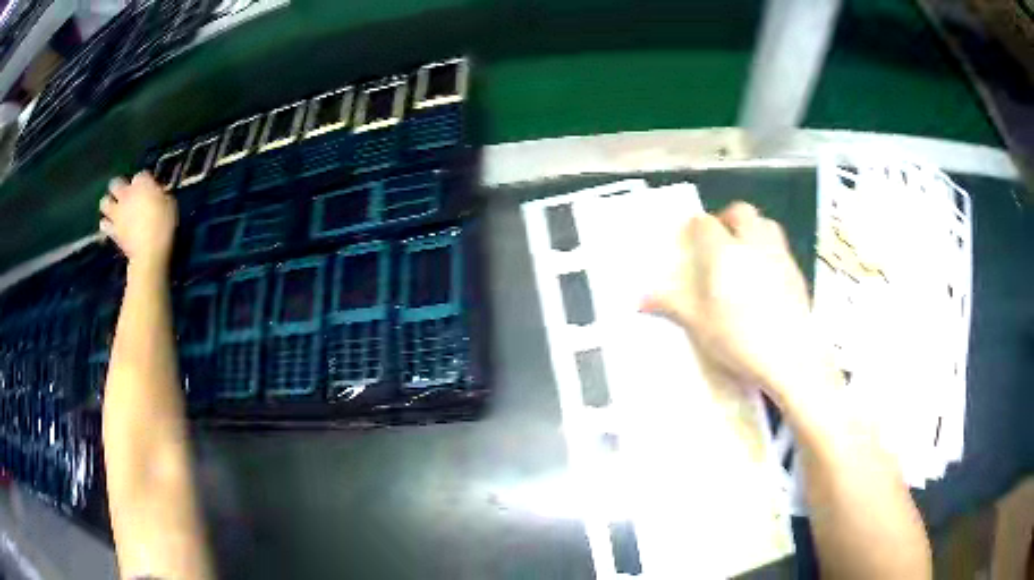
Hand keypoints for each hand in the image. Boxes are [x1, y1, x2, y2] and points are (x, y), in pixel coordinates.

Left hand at [99, 172, 177, 271]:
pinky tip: (109, 226)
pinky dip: (106, 224)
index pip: (141, 175)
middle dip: (118, 187)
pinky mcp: (112, 230)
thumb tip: (157, 193)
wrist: (149, 252)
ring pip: (104, 202)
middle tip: (124, 194)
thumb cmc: (164, 225)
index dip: (144, 182)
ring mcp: (117, 212)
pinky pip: (104, 224)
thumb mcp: (170, 204)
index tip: (149, 189)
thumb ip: (160, 195)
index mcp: (142, 183)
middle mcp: (126, 193)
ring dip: (108, 204)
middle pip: (116, 183)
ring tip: (113, 209)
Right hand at [642, 202, 829, 406]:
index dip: (696, 227)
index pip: (706, 223)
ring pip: (766, 223)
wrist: (790, 356)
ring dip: (753, 227)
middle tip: (720, 238)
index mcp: (724, 252)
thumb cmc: (739, 338)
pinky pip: (781, 247)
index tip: (691, 240)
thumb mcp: (699, 324)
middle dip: (728, 217)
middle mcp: (754, 243)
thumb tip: (641, 300)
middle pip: (741, 211)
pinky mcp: (797, 271)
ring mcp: (780, 255)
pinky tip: (766, 276)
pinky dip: (770, 250)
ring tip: (745, 251)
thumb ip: (673, 305)